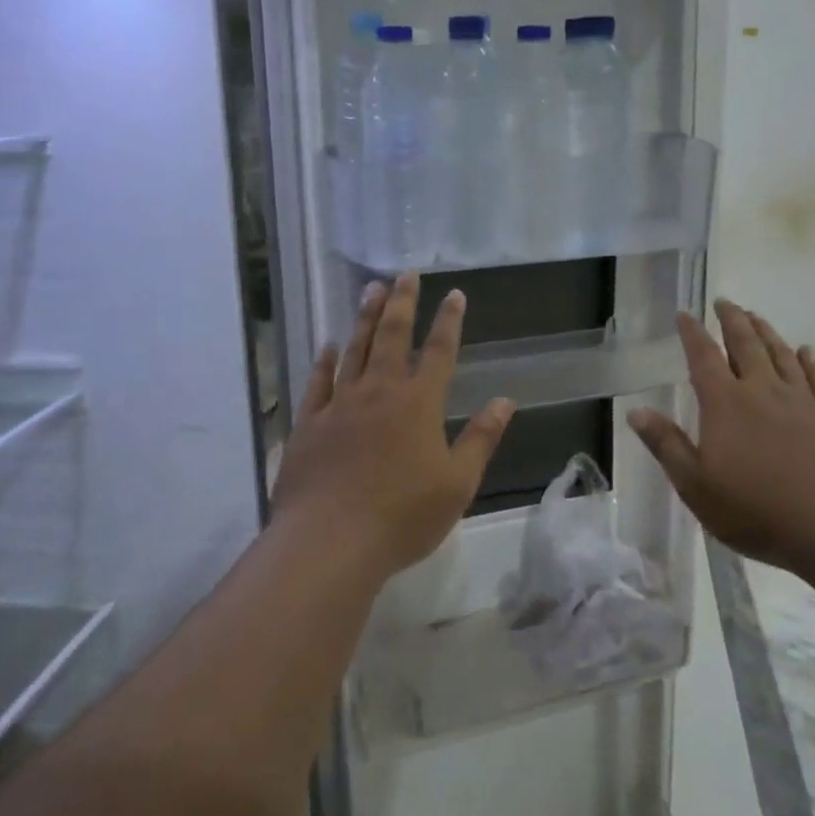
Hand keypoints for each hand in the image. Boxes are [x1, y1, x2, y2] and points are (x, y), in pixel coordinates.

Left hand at [273, 273, 514, 579]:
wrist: (330, 541)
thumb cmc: (403, 515)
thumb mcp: (457, 483)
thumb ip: (481, 439)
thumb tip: (504, 401)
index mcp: (419, 403)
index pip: (440, 351)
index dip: (449, 320)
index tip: (454, 294)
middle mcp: (380, 391)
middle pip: (393, 336)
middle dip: (402, 302)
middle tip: (406, 273)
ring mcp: (340, 404)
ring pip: (355, 349)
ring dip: (366, 318)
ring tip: (371, 289)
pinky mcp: (309, 423)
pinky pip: (318, 382)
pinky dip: (324, 361)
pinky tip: (328, 346)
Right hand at [628, 301, 814, 570]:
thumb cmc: (756, 509)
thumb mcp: (696, 485)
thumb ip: (666, 445)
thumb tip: (636, 412)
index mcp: (725, 403)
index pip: (703, 357)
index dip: (692, 333)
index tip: (684, 314)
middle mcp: (761, 390)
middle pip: (745, 344)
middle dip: (732, 320)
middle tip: (724, 302)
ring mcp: (800, 401)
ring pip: (781, 354)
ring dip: (766, 332)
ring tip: (756, 316)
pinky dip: (809, 361)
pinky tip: (806, 351)